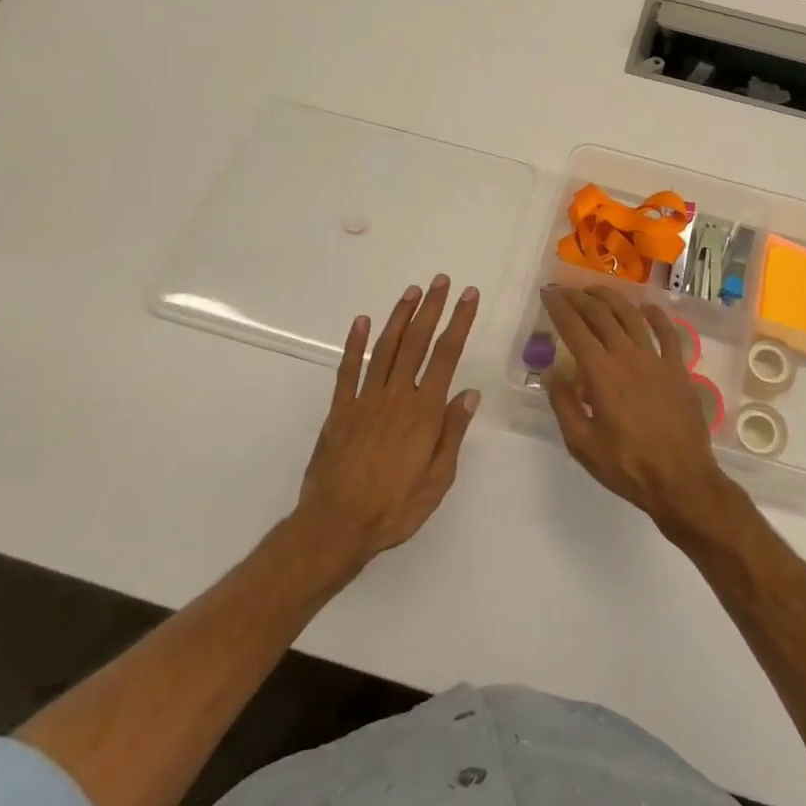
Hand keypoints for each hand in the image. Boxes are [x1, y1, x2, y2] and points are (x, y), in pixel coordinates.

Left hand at [295, 276, 480, 563]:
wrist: (336, 525)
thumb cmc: (395, 507)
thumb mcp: (438, 479)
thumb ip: (452, 433)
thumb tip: (470, 394)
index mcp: (424, 412)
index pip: (446, 356)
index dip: (459, 322)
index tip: (468, 297)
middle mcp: (396, 396)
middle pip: (417, 342)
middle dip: (432, 308)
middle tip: (441, 281)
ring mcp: (365, 399)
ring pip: (386, 348)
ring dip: (400, 316)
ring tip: (412, 291)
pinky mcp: (340, 409)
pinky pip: (348, 369)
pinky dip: (356, 343)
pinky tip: (363, 322)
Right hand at [540, 285, 735, 532]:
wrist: (681, 481)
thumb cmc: (627, 466)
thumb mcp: (581, 443)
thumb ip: (564, 403)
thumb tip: (552, 370)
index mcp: (601, 373)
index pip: (574, 329)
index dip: (558, 308)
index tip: (547, 294)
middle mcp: (628, 356)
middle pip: (601, 315)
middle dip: (579, 297)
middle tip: (564, 290)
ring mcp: (657, 360)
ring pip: (632, 316)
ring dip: (611, 298)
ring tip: (595, 291)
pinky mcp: (679, 369)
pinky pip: (669, 333)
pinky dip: (656, 315)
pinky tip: (647, 307)